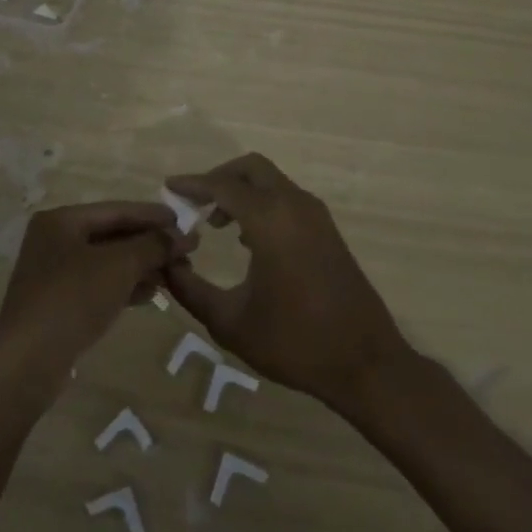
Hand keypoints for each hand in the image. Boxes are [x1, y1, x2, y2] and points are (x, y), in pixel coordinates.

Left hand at [0, 201, 189, 377]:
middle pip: (111, 235)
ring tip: (176, 275)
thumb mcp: (119, 266)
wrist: (29, 361)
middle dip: (150, 244)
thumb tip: (185, 235)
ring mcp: (54, 273)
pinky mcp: (58, 303)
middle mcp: (54, 240)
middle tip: (187, 253)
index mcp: (61, 220)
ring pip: (107, 262)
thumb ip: (153, 246)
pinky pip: (99, 285)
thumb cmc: (73, 299)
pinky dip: (125, 286)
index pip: (116, 209)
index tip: (185, 222)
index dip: (153, 215)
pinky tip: (152, 294)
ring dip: (142, 266)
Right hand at [163, 153, 411, 412]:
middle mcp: (294, 206)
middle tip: (194, 203)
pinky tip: (248, 240)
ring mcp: (316, 216)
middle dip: (219, 178)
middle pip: (251, 168)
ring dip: (242, 191)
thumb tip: (166, 264)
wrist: (366, 363)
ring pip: (272, 181)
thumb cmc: (294, 342)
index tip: (168, 187)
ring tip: (216, 224)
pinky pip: (287, 199)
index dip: (192, 184)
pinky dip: (262, 203)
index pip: (222, 185)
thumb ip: (189, 290)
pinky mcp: (328, 231)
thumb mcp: (230, 322)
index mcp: (270, 220)